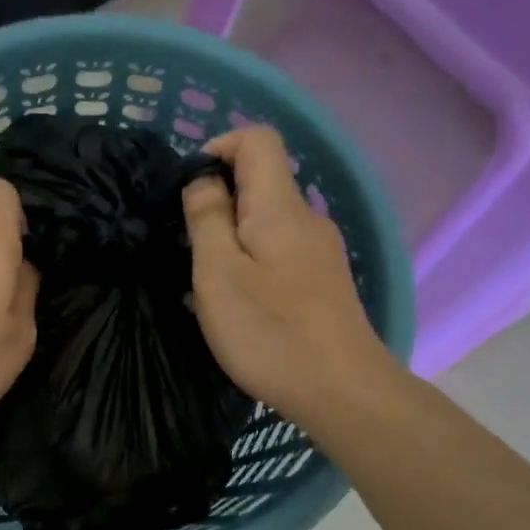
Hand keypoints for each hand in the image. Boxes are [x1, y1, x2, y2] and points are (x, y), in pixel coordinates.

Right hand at [183, 126, 397, 428]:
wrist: (341, 391)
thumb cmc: (270, 331)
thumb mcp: (219, 273)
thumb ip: (207, 218)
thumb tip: (204, 179)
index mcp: (280, 206)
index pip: (257, 139)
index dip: (218, 147)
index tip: (189, 190)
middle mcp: (306, 218)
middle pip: (261, 180)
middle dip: (218, 201)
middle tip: (188, 246)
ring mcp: (319, 250)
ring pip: (267, 220)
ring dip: (231, 236)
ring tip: (206, 281)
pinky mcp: (322, 280)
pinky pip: (278, 250)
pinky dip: (250, 260)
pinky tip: (238, 302)